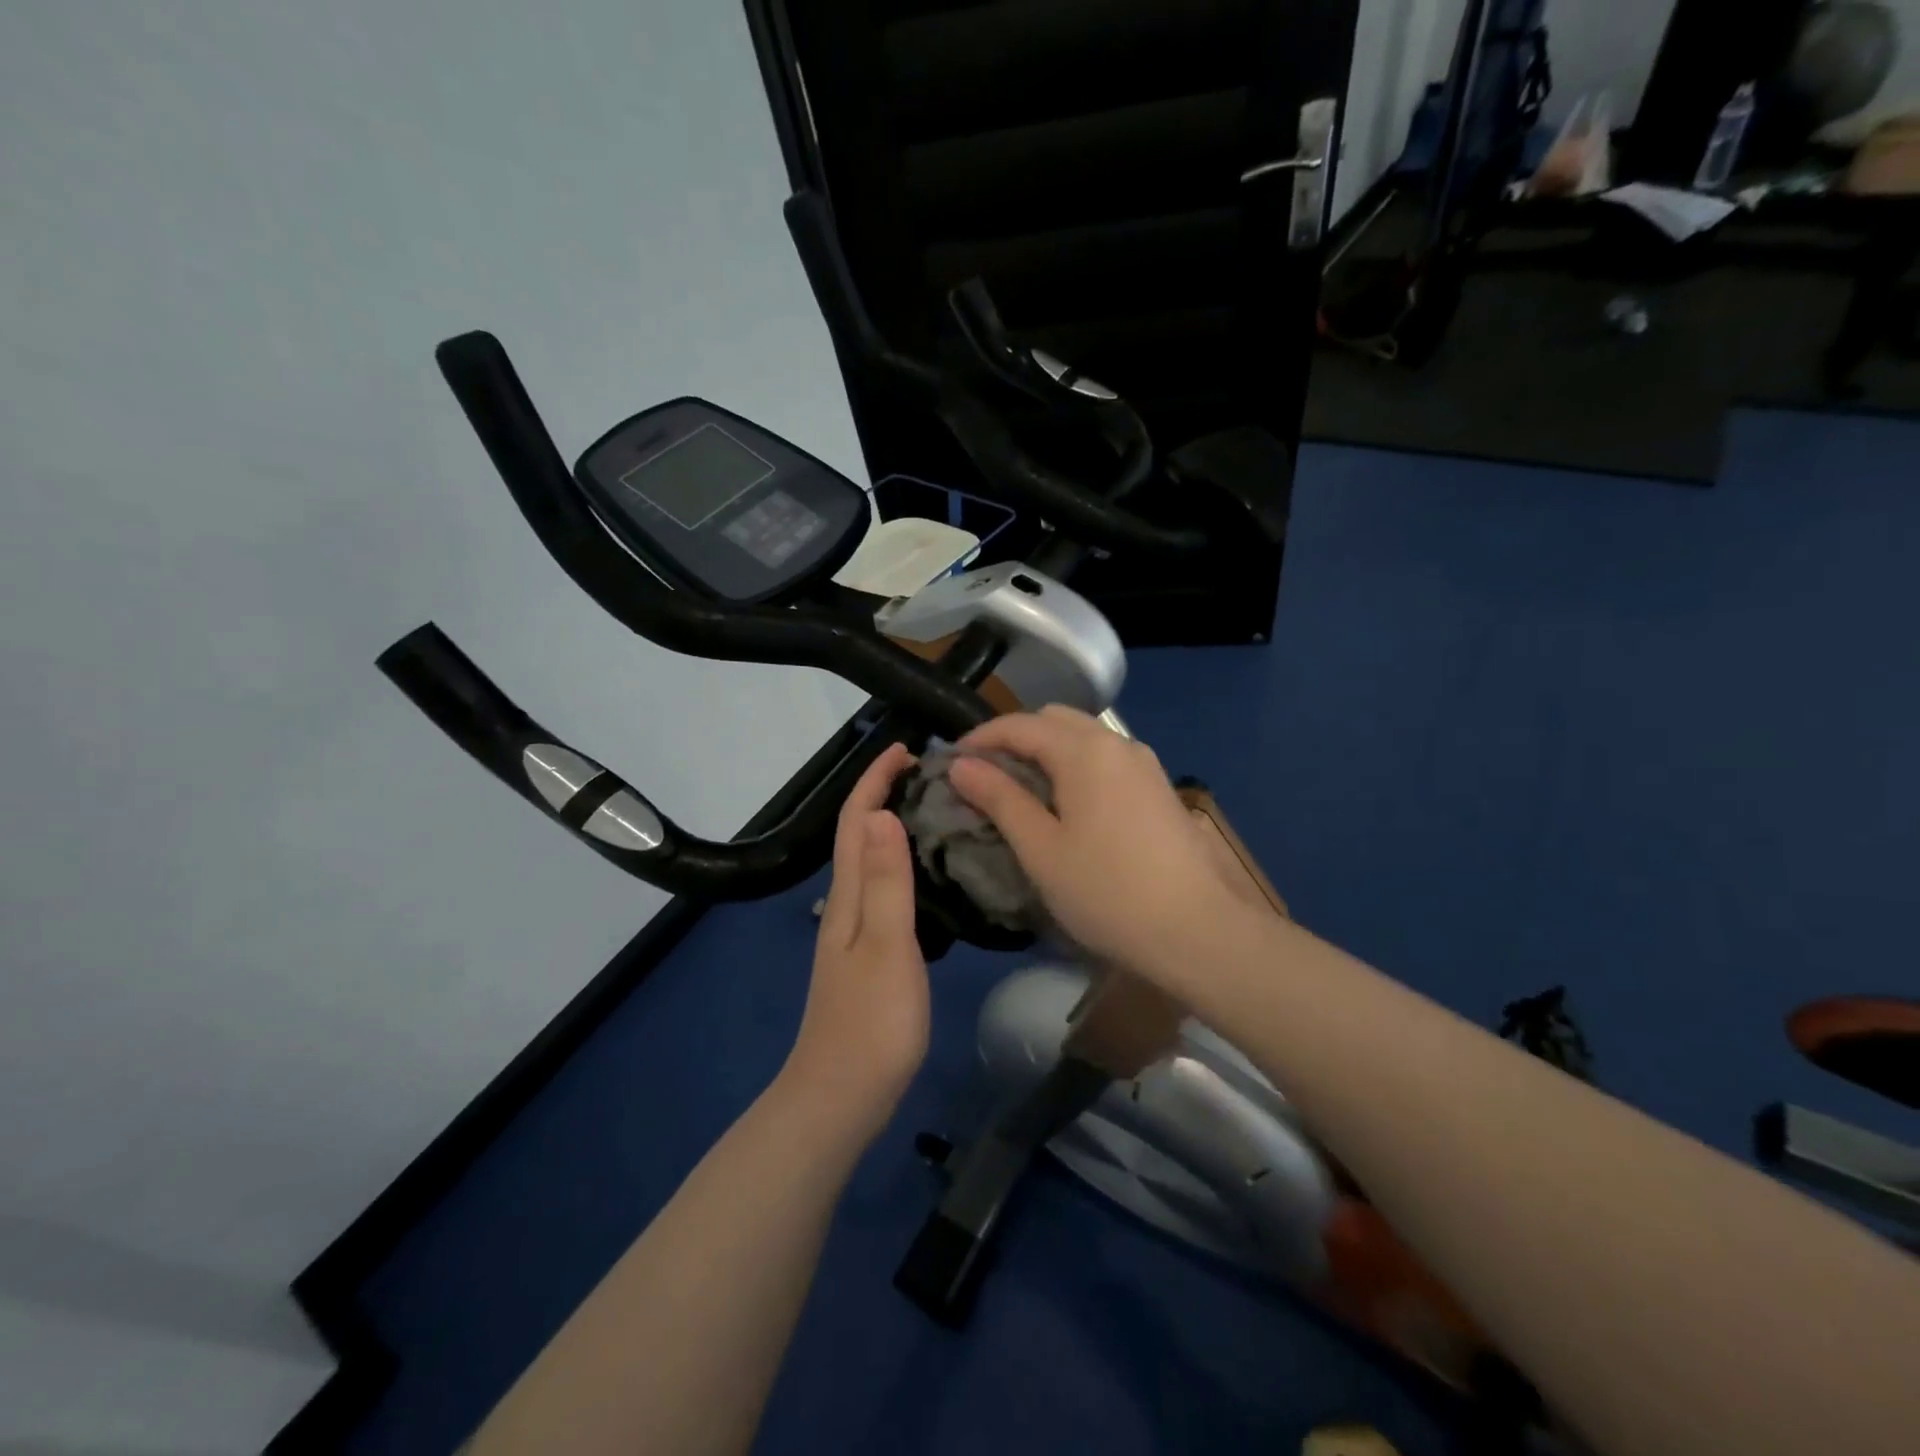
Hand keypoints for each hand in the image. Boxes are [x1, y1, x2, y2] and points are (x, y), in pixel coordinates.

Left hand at [779, 742, 928, 1140]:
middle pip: (859, 835)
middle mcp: (845, 905)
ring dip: (892, 827)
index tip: (905, 750)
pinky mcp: (867, 956)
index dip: (875, 781)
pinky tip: (925, 876)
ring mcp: (853, 932)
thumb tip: (883, 813)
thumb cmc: (870, 1022)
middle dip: (883, 794)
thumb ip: (887, 882)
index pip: (857, 821)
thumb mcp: (886, 946)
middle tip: (930, 774)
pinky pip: (882, 890)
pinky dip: (900, 865)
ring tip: (933, 811)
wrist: (841, 1096)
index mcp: (849, 896)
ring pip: (870, 862)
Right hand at [949, 707, 1248, 981]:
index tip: (951, 762)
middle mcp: (1117, 743)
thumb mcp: (1041, 849)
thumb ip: (1000, 799)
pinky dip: (1076, 766)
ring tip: (1022, 790)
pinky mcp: (1159, 789)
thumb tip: (962, 765)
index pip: (1020, 725)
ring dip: (1048, 751)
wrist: (1200, 931)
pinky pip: (1106, 759)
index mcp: (1084, 750)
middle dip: (1015, 738)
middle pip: (1055, 720)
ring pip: (1084, 738)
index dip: (980, 738)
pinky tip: (1068, 804)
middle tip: (986, 776)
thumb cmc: (1107, 892)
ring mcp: (1145, 765)